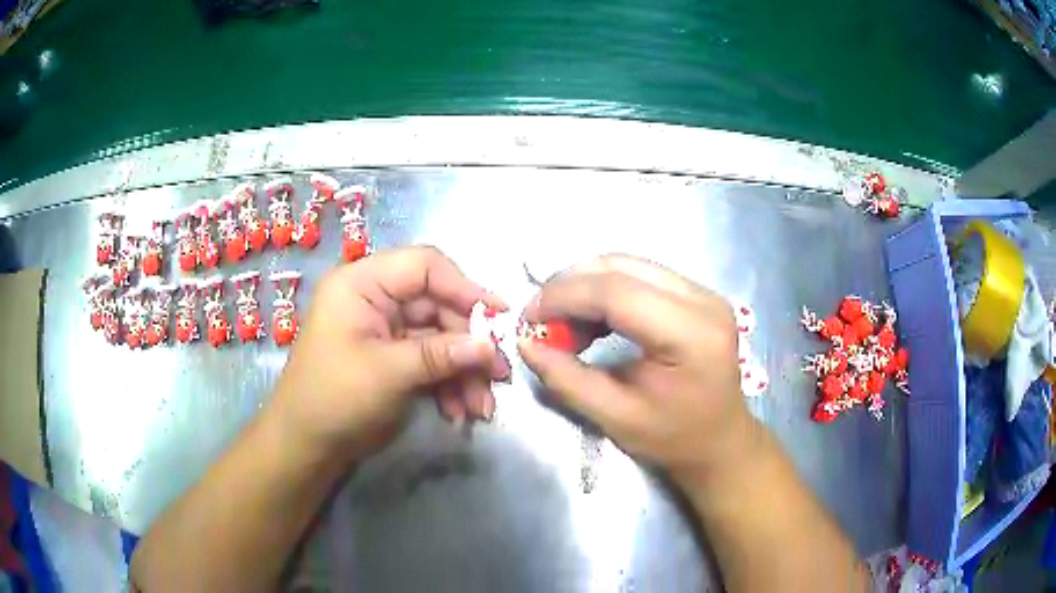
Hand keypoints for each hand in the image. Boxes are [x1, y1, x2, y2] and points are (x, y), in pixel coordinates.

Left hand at [270, 246, 510, 461]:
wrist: (306, 445)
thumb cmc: (334, 398)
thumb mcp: (388, 373)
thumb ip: (441, 355)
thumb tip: (490, 346)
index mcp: (362, 283)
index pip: (424, 266)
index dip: (465, 287)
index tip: (500, 315)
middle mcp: (375, 298)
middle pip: (438, 306)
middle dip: (469, 345)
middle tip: (498, 376)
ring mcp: (385, 329)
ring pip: (439, 338)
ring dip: (463, 372)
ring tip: (482, 408)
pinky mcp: (392, 357)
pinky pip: (430, 360)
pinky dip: (448, 384)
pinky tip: (459, 411)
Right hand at [518, 255, 760, 481]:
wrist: (721, 441)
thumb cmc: (673, 438)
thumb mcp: (615, 418)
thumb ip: (567, 379)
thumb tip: (525, 342)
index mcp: (691, 334)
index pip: (616, 291)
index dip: (564, 296)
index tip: (529, 318)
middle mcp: (702, 299)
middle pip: (621, 267)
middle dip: (570, 286)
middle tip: (542, 320)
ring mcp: (703, 292)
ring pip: (628, 265)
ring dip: (585, 287)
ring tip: (565, 326)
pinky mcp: (696, 294)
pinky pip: (640, 276)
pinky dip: (605, 292)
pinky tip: (592, 322)